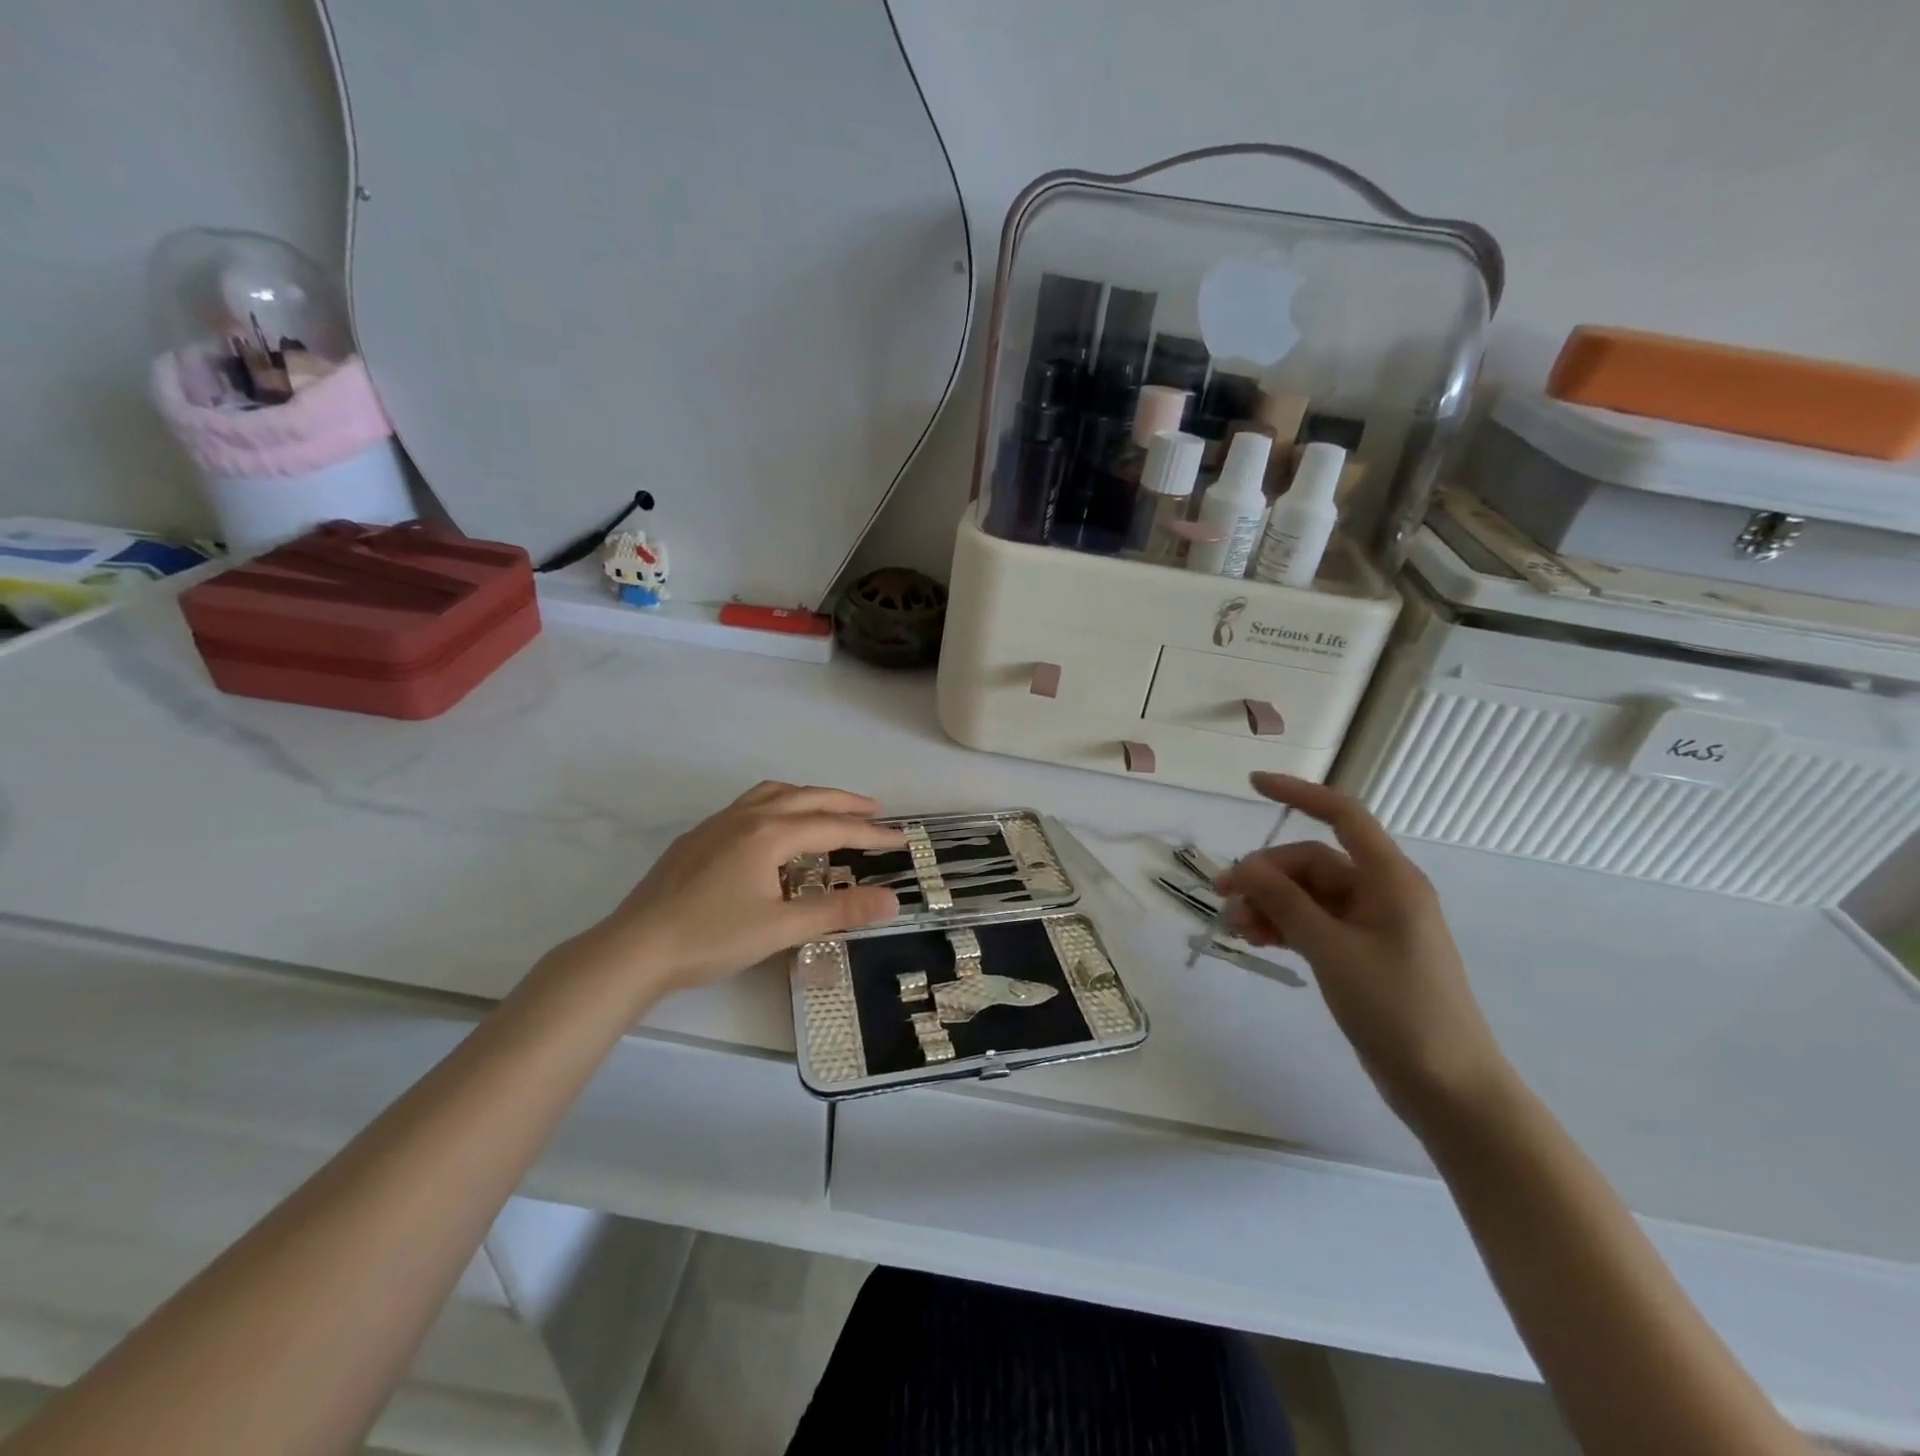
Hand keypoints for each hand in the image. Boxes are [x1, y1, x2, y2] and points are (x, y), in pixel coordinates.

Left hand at [566, 781, 904, 996]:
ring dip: (808, 797)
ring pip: (773, 794)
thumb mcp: (781, 928)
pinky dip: (777, 805)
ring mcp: (717, 824)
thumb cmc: (711, 938)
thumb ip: (838, 911)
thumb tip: (892, 900)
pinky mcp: (698, 838)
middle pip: (806, 798)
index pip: (833, 827)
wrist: (635, 948)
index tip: (902, 839)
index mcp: (769, 833)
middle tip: (876, 811)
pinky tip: (773, 831)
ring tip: (827, 810)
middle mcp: (746, 817)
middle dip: (844, 803)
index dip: (871, 833)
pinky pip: (749, 805)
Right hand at [1215, 773, 1509, 1127]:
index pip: (1343, 815)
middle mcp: (1382, 893)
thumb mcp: (1332, 950)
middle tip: (1224, 898)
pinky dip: (1284, 926)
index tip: (1252, 784)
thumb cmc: (1397, 1009)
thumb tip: (1245, 866)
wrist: (1447, 1087)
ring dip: (1269, 904)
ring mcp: (1372, 925)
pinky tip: (1256, 940)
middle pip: (1312, 863)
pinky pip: (1314, 923)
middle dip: (1266, 875)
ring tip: (1236, 928)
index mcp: (1389, 879)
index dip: (1299, 793)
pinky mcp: (1362, 953)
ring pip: (1308, 895)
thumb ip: (1286, 903)